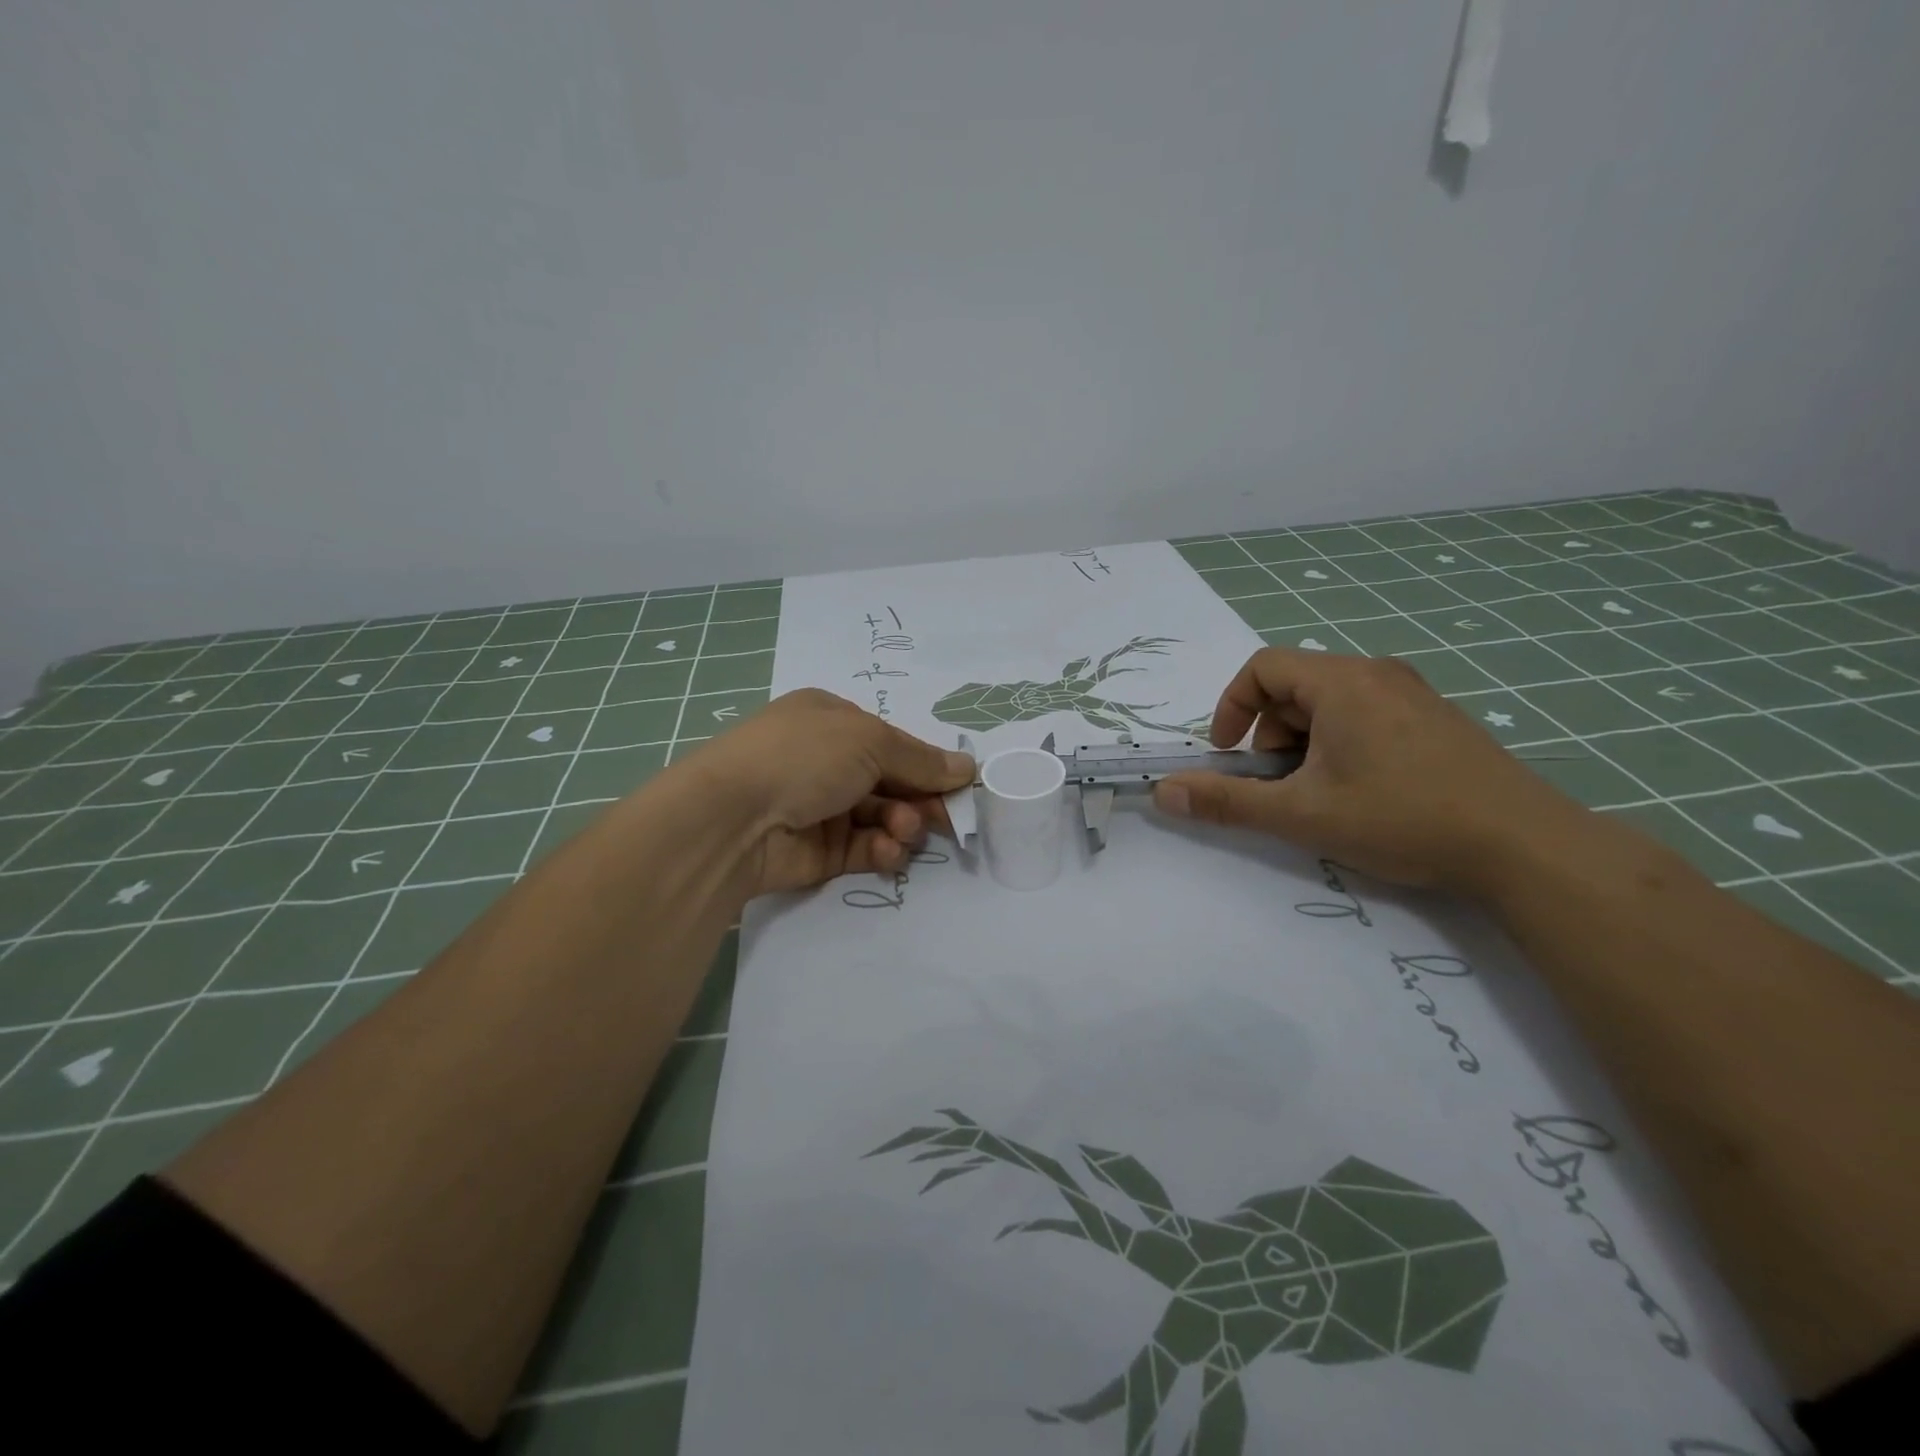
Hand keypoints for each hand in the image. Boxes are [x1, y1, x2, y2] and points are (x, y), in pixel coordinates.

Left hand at [684, 689, 975, 896]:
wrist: (733, 819)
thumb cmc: (804, 758)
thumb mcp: (870, 741)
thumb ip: (921, 759)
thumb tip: (968, 767)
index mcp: (832, 720)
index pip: (893, 742)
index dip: (927, 764)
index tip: (960, 786)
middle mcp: (826, 761)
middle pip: (892, 781)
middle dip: (920, 798)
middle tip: (945, 818)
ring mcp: (820, 807)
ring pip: (882, 817)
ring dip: (902, 824)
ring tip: (902, 831)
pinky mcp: (818, 851)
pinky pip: (864, 849)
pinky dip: (882, 850)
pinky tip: (886, 852)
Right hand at [1152, 649, 1582, 894]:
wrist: (1524, 847)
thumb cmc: (1401, 818)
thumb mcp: (1301, 814)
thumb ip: (1226, 801)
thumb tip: (1164, 793)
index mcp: (1342, 682)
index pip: (1262, 668)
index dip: (1231, 707)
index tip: (1229, 755)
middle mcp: (1377, 674)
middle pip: (1295, 686)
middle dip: (1269, 734)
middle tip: (1278, 785)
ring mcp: (1413, 695)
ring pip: (1331, 704)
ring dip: (1304, 743)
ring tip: (1320, 794)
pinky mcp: (1436, 720)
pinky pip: (1366, 715)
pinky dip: (1340, 744)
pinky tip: (1363, 792)